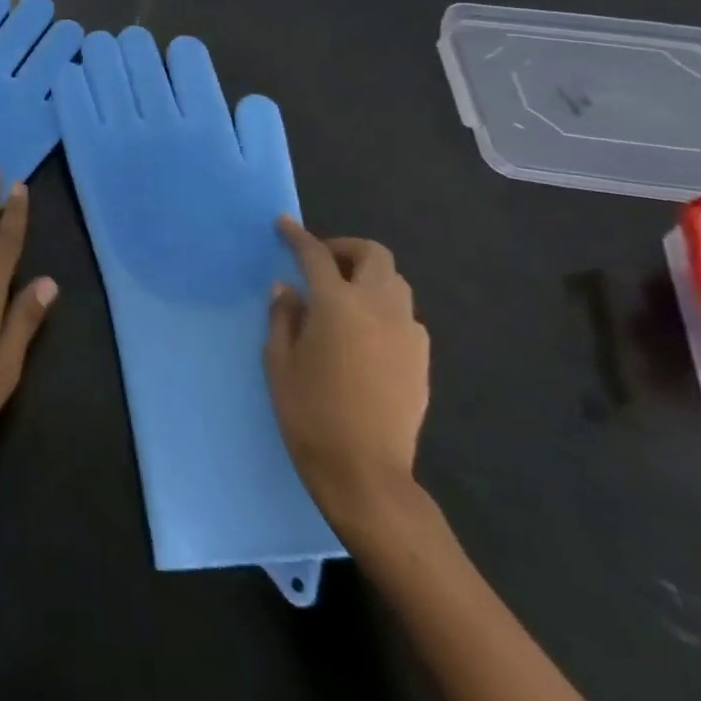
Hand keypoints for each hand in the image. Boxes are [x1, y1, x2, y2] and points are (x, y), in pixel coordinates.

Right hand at [264, 217, 429, 537]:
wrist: (366, 475)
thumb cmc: (310, 414)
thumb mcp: (278, 361)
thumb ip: (283, 317)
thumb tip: (289, 290)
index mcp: (338, 304)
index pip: (316, 255)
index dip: (297, 236)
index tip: (283, 226)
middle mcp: (378, 309)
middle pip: (374, 255)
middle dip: (345, 248)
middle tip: (321, 262)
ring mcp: (407, 334)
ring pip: (395, 283)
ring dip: (368, 277)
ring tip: (343, 296)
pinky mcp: (421, 360)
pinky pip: (404, 315)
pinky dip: (383, 307)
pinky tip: (363, 332)